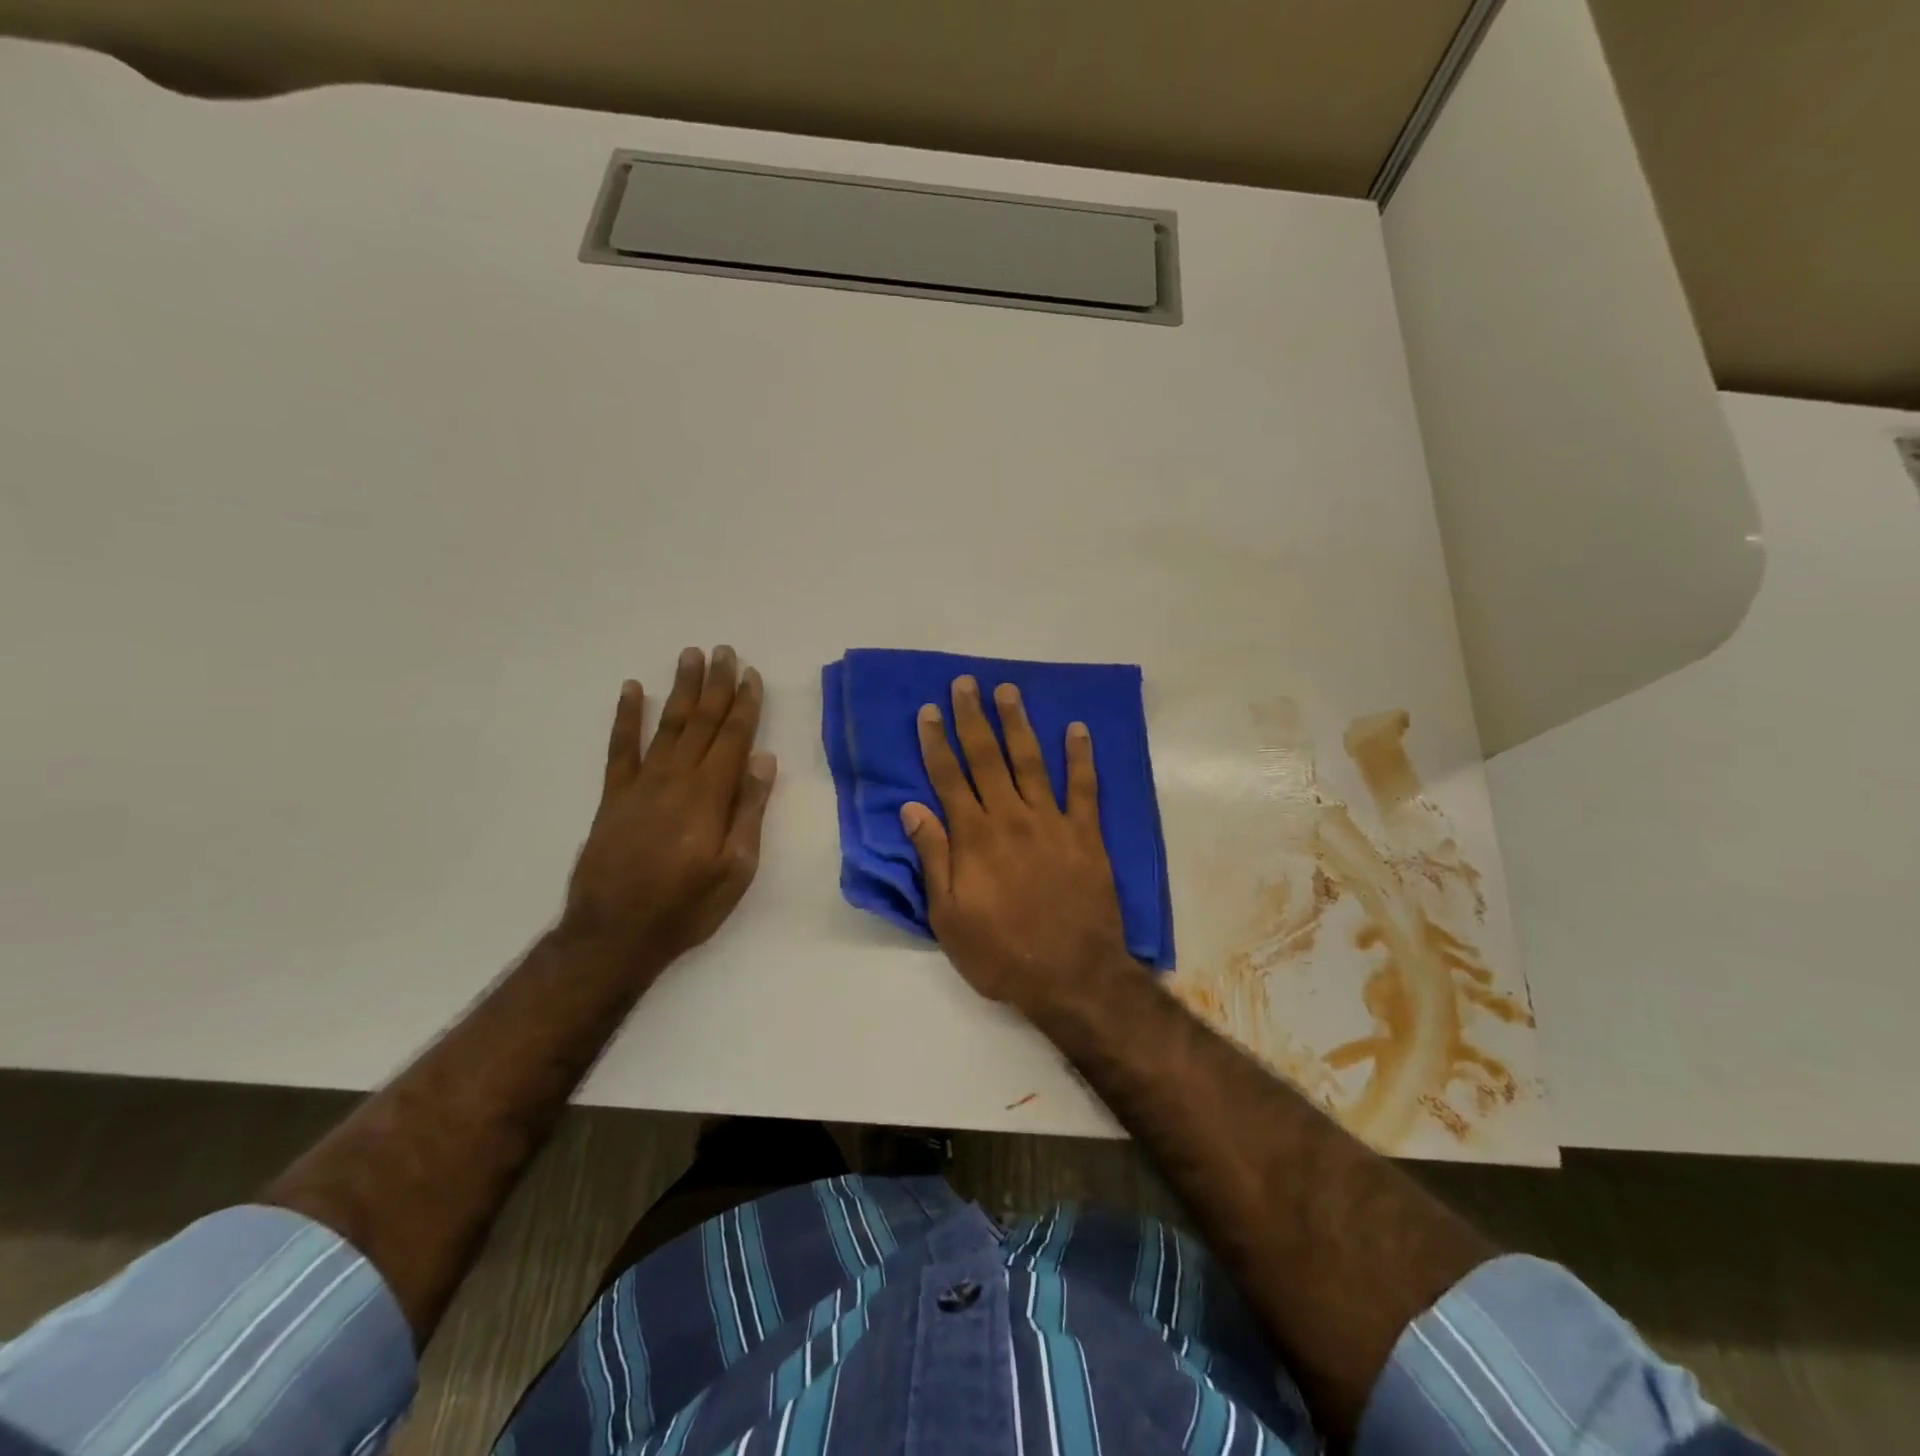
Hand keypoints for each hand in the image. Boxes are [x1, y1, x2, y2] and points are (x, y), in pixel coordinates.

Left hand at [565, 646, 776, 972]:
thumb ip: (748, 811)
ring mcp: (641, 784)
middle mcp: (676, 778)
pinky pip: (620, 747)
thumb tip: (763, 759)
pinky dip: (625, 717)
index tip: (751, 674)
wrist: (614, 934)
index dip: (744, 705)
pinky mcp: (613, 796)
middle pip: (701, 722)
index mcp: (709, 795)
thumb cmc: (687, 906)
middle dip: (716, 685)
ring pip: (665, 725)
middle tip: (724, 650)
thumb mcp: (735, 868)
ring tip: (690, 656)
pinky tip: (631, 690)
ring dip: (680, 689)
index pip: (733, 738)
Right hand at [901, 676, 1131, 1015]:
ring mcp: (1052, 822)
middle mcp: (1011, 817)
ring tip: (1008, 690)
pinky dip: (1081, 757)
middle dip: (972, 718)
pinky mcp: (1086, 834)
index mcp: (974, 837)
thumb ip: (932, 857)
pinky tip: (1077, 730)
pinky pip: (1084, 788)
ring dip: (1018, 723)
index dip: (936, 742)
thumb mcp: (948, 916)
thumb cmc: (1000, 953)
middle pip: (987, 758)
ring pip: (1031, 761)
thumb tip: (911, 808)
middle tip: (965, 684)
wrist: (1071, 976)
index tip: (929, 711)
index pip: (949, 778)